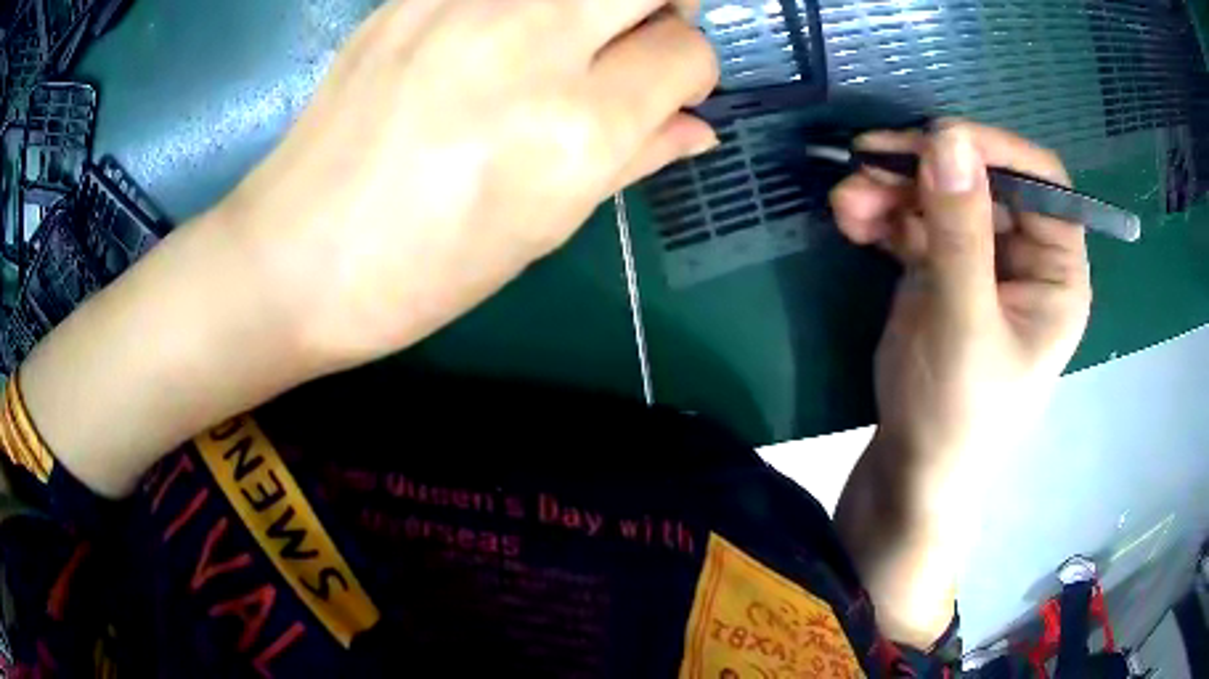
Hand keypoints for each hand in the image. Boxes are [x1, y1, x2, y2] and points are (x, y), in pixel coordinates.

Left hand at [226, 0, 718, 369]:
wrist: (296, 256)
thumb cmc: (424, 271)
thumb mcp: (544, 229)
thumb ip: (635, 159)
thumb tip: (700, 127)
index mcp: (577, 128)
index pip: (686, 54)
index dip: (689, 74)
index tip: (666, 92)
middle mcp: (533, 44)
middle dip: (663, 6)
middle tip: (634, 38)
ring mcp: (465, 7)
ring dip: (594, 0)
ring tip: (565, 34)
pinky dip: (522, 3)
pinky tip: (493, 35)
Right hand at [829, 121, 1091, 646]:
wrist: (910, 470)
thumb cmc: (956, 415)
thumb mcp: (963, 325)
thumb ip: (959, 232)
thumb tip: (947, 139)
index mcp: (1057, 272)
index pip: (1042, 182)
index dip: (995, 150)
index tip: (935, 139)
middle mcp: (1025, 256)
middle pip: (982, 179)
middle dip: (924, 169)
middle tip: (868, 160)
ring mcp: (980, 258)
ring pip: (940, 194)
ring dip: (891, 188)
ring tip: (846, 200)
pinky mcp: (940, 268)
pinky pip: (913, 220)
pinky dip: (881, 213)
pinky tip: (849, 219)